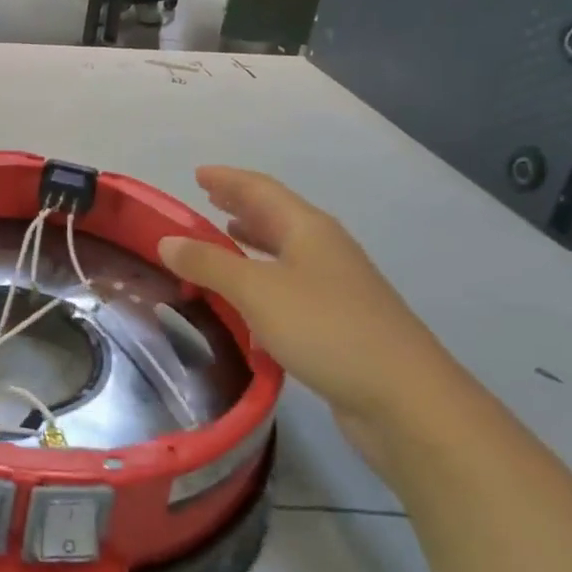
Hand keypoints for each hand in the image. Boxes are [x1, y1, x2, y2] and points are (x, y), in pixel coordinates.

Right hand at [157, 167, 469, 457]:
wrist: (405, 399)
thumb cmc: (326, 329)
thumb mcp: (257, 291)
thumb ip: (209, 263)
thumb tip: (166, 241)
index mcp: (308, 229)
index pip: (261, 190)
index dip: (228, 179)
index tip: (197, 173)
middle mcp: (324, 250)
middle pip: (276, 216)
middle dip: (240, 204)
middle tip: (207, 198)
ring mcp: (335, 286)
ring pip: (284, 251)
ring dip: (252, 240)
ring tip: (223, 235)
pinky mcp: (337, 322)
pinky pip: (289, 285)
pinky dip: (262, 279)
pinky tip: (247, 298)